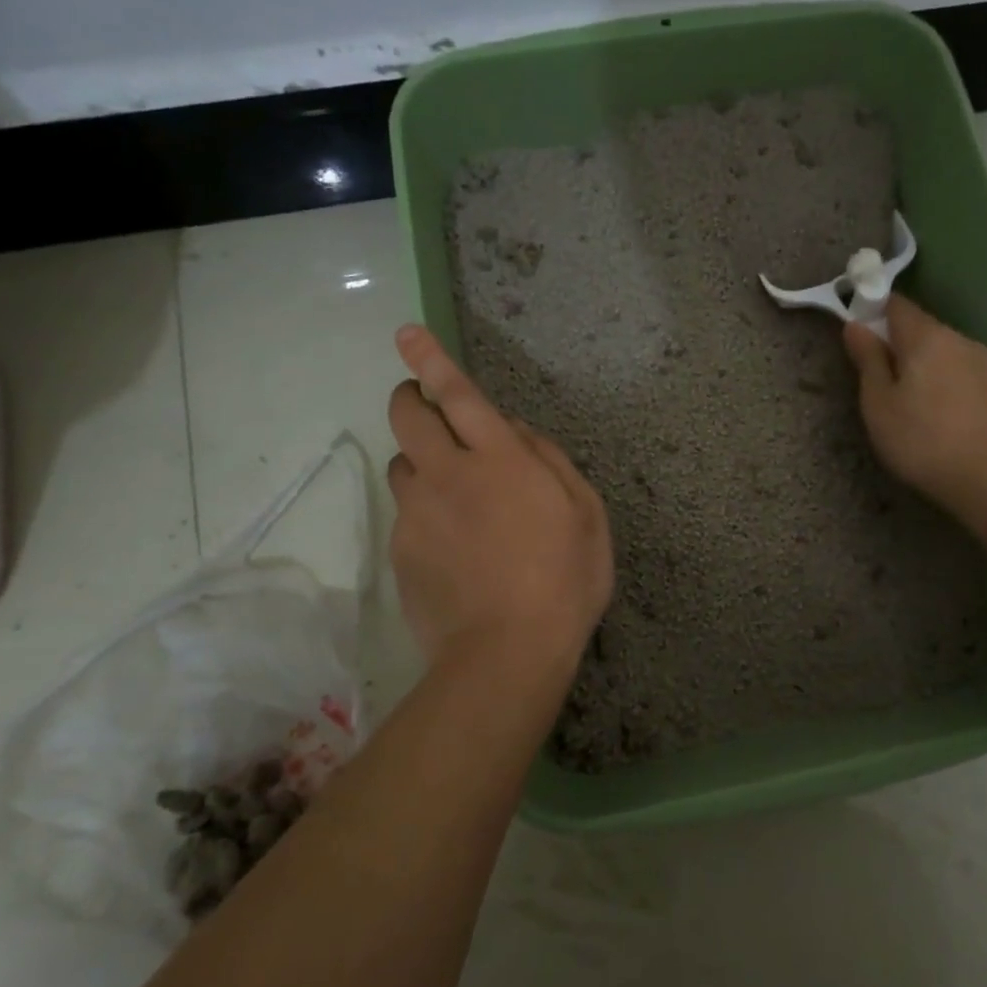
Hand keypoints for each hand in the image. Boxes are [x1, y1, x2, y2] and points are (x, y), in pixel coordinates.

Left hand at [386, 325, 612, 683]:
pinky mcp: (400, 550)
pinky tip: (453, 550)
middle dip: (411, 399)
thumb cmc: (564, 581)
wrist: (505, 654)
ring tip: (454, 497)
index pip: (458, 394)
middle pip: (408, 416)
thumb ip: (550, 460)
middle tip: (429, 410)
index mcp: (500, 460)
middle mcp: (448, 475)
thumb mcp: (586, 515)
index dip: (431, 359)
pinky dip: (424, 514)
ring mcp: (417, 513)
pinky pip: (406, 515)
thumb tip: (516, 432)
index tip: (406, 332)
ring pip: (402, 465)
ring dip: (422, 463)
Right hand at [842, 295, 986, 521]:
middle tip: (870, 375)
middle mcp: (957, 337)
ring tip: (898, 397)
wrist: (985, 477)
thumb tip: (855, 326)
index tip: (854, 336)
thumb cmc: (919, 439)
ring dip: (914, 360)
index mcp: (926, 336)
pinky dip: (933, 375)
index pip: (895, 303)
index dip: (870, 310)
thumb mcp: (877, 402)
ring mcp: (978, 359)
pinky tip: (926, 406)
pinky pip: (951, 365)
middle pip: (917, 325)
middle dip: (892, 340)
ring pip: (936, 347)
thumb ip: (867, 359)